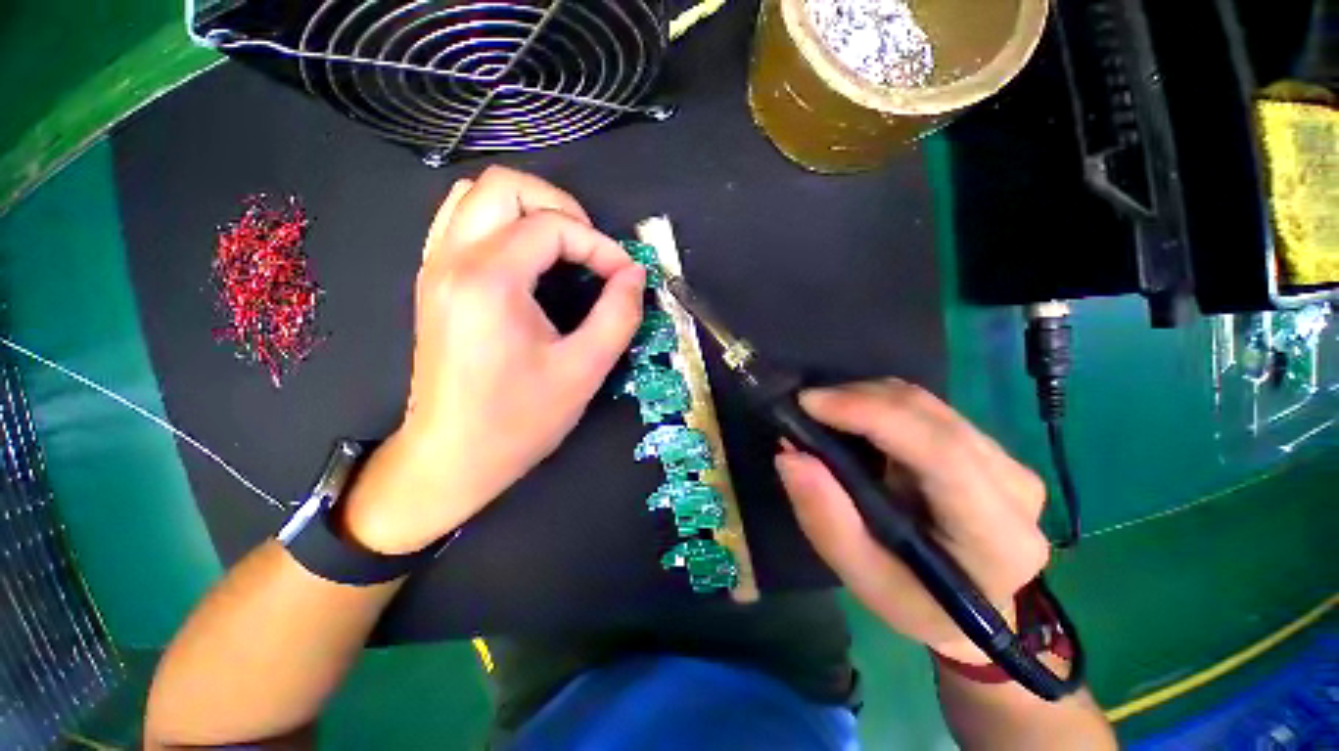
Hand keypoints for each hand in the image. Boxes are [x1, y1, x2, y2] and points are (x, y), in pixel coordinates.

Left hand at [342, 167, 645, 553]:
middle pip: (504, 185)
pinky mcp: (434, 283)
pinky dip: (501, 223)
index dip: (600, 245)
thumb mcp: (585, 369)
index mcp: (490, 281)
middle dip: (560, 207)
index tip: (624, 276)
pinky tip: (528, 259)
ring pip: (475, 195)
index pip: (552, 227)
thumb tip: (635, 275)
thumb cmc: (520, 420)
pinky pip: (461, 221)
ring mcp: (436, 268)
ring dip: (527, 210)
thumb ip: (619, 314)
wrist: (453, 456)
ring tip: (563, 248)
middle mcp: (454, 261)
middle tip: (591, 248)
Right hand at [775, 379, 1049, 663]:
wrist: (964, 609)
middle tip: (806, 407)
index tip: (809, 402)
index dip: (871, 415)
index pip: (940, 452)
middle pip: (929, 417)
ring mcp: (1007, 461)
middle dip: (858, 399)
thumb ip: (825, 519)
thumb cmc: (913, 600)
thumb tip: (791, 456)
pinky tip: (855, 421)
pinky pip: (926, 409)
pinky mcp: (989, 447)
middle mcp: (1015, 488)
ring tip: (825, 415)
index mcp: (997, 537)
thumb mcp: (861, 576)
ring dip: (866, 399)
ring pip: (926, 404)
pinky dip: (881, 405)